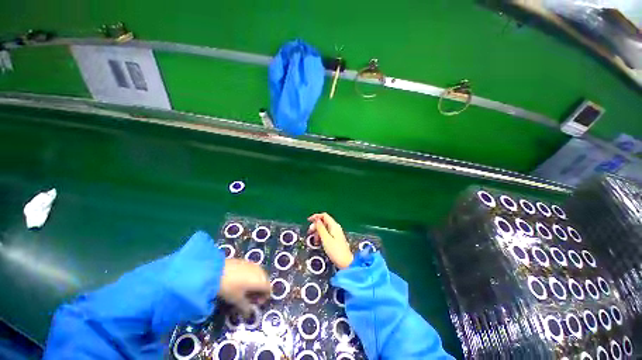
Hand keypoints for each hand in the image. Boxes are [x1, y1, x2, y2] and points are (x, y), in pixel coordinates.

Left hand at [218, 258, 269, 315]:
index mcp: (261, 281)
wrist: (217, 271)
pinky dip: (251, 277)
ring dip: (256, 283)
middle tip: (250, 298)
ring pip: (259, 275)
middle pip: (265, 281)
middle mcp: (260, 271)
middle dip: (260, 290)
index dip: (265, 297)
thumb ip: (245, 307)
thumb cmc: (230, 287)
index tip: (256, 303)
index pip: (269, 289)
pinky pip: (253, 270)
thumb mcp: (237, 300)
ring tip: (245, 290)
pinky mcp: (246, 261)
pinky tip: (241, 281)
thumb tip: (249, 314)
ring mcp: (254, 265)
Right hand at [308, 213, 353, 269]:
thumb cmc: (335, 251)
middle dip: (316, 226)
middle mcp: (335, 227)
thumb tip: (316, 220)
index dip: (316, 216)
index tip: (308, 221)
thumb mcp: (326, 239)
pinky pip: (326, 234)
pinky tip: (319, 243)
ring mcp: (336, 233)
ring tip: (315, 240)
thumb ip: (321, 228)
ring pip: (324, 228)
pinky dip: (321, 236)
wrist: (346, 263)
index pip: (324, 216)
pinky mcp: (335, 239)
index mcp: (334, 226)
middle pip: (324, 222)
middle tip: (310, 233)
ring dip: (318, 232)